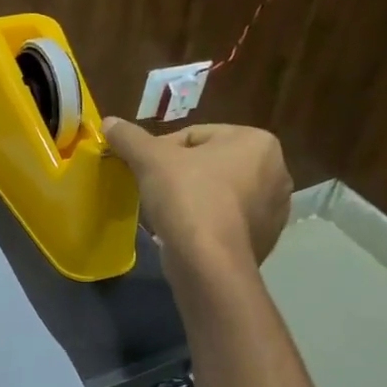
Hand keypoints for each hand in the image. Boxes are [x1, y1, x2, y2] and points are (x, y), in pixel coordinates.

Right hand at [102, 117, 292, 270]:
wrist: (209, 264)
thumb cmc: (187, 198)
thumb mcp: (150, 160)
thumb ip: (129, 137)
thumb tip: (109, 122)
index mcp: (257, 141)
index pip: (195, 135)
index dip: (162, 151)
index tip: (145, 169)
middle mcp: (276, 171)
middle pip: (210, 163)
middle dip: (181, 174)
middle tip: (154, 189)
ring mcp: (274, 209)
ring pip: (219, 192)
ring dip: (194, 198)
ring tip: (168, 213)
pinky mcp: (266, 239)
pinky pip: (227, 220)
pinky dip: (207, 222)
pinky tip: (186, 233)